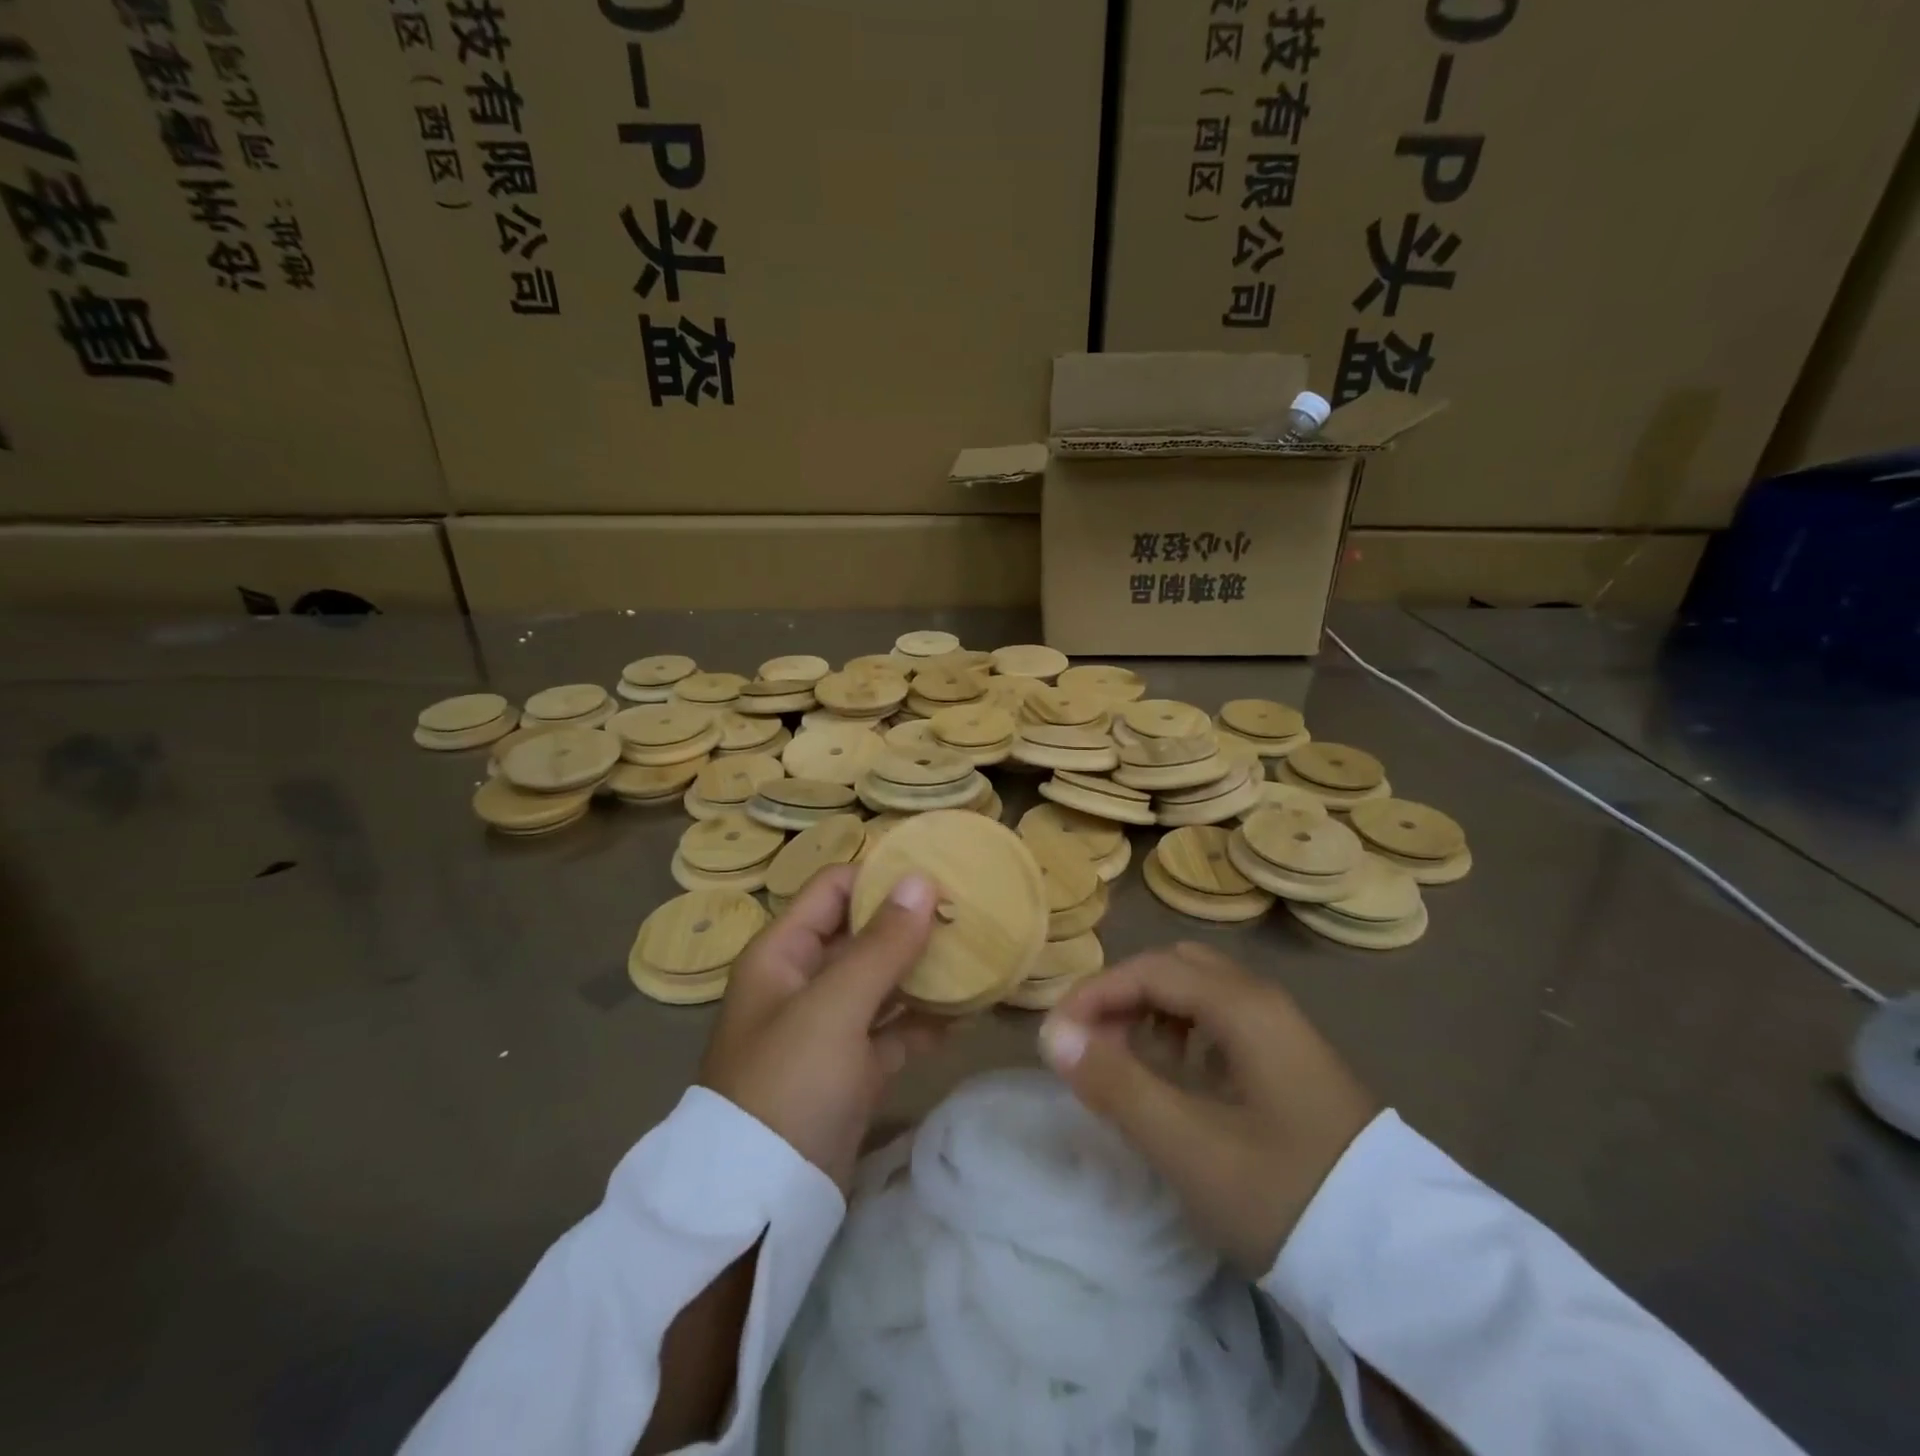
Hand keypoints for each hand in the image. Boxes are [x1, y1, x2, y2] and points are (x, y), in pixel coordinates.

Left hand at [699, 865, 944, 1190]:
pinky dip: (922, 1022)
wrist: (761, 1201)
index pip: (834, 889)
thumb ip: (881, 944)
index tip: (938, 874)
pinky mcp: (849, 1069)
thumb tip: (922, 880)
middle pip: (861, 934)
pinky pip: (891, 1030)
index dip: (881, 876)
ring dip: (922, 971)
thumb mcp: (835, 1006)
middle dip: (910, 923)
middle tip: (969, 912)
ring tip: (977, 955)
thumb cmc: (790, 1083)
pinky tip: (964, 1016)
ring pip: (881, 982)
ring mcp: (827, 1027)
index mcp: (783, 953)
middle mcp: (802, 982)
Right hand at [1038, 942, 1379, 1276]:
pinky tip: (1176, 1077)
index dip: (1094, 993)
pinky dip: (1181, 1033)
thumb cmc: (1286, 1194)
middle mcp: (1263, 1001)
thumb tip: (1054, 1035)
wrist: (1402, 1264)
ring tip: (1125, 1061)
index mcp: (1243, 1005)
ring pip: (1199, 993)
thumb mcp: (1189, 1146)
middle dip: (1122, 995)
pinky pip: (1221, 1021)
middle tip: (1091, 1044)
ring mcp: (1282, 1030)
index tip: (1056, 1036)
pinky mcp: (1290, 1062)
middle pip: (1174, 968)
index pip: (1149, 969)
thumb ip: (1117, 1085)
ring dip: (1151, 1012)